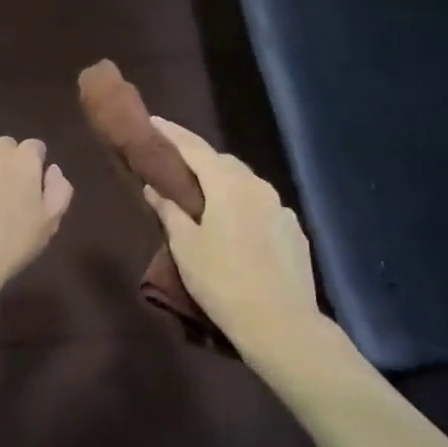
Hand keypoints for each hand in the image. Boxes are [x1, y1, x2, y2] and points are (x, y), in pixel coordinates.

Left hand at [0, 138, 73, 301]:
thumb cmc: (9, 245)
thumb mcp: (49, 224)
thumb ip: (59, 191)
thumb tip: (53, 170)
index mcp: (24, 160)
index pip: (34, 148)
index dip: (34, 165)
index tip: (30, 188)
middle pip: (3, 147)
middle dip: (5, 163)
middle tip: (1, 194)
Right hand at [142, 118, 327, 360]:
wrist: (281, 324)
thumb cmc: (222, 281)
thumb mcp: (185, 246)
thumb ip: (169, 210)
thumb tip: (154, 186)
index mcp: (229, 184)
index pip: (194, 148)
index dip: (172, 135)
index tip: (153, 122)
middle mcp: (258, 187)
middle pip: (223, 163)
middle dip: (198, 160)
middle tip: (174, 166)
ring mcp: (281, 209)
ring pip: (245, 185)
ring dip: (222, 184)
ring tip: (202, 198)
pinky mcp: (294, 232)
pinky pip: (261, 208)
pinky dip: (242, 207)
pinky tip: (234, 229)